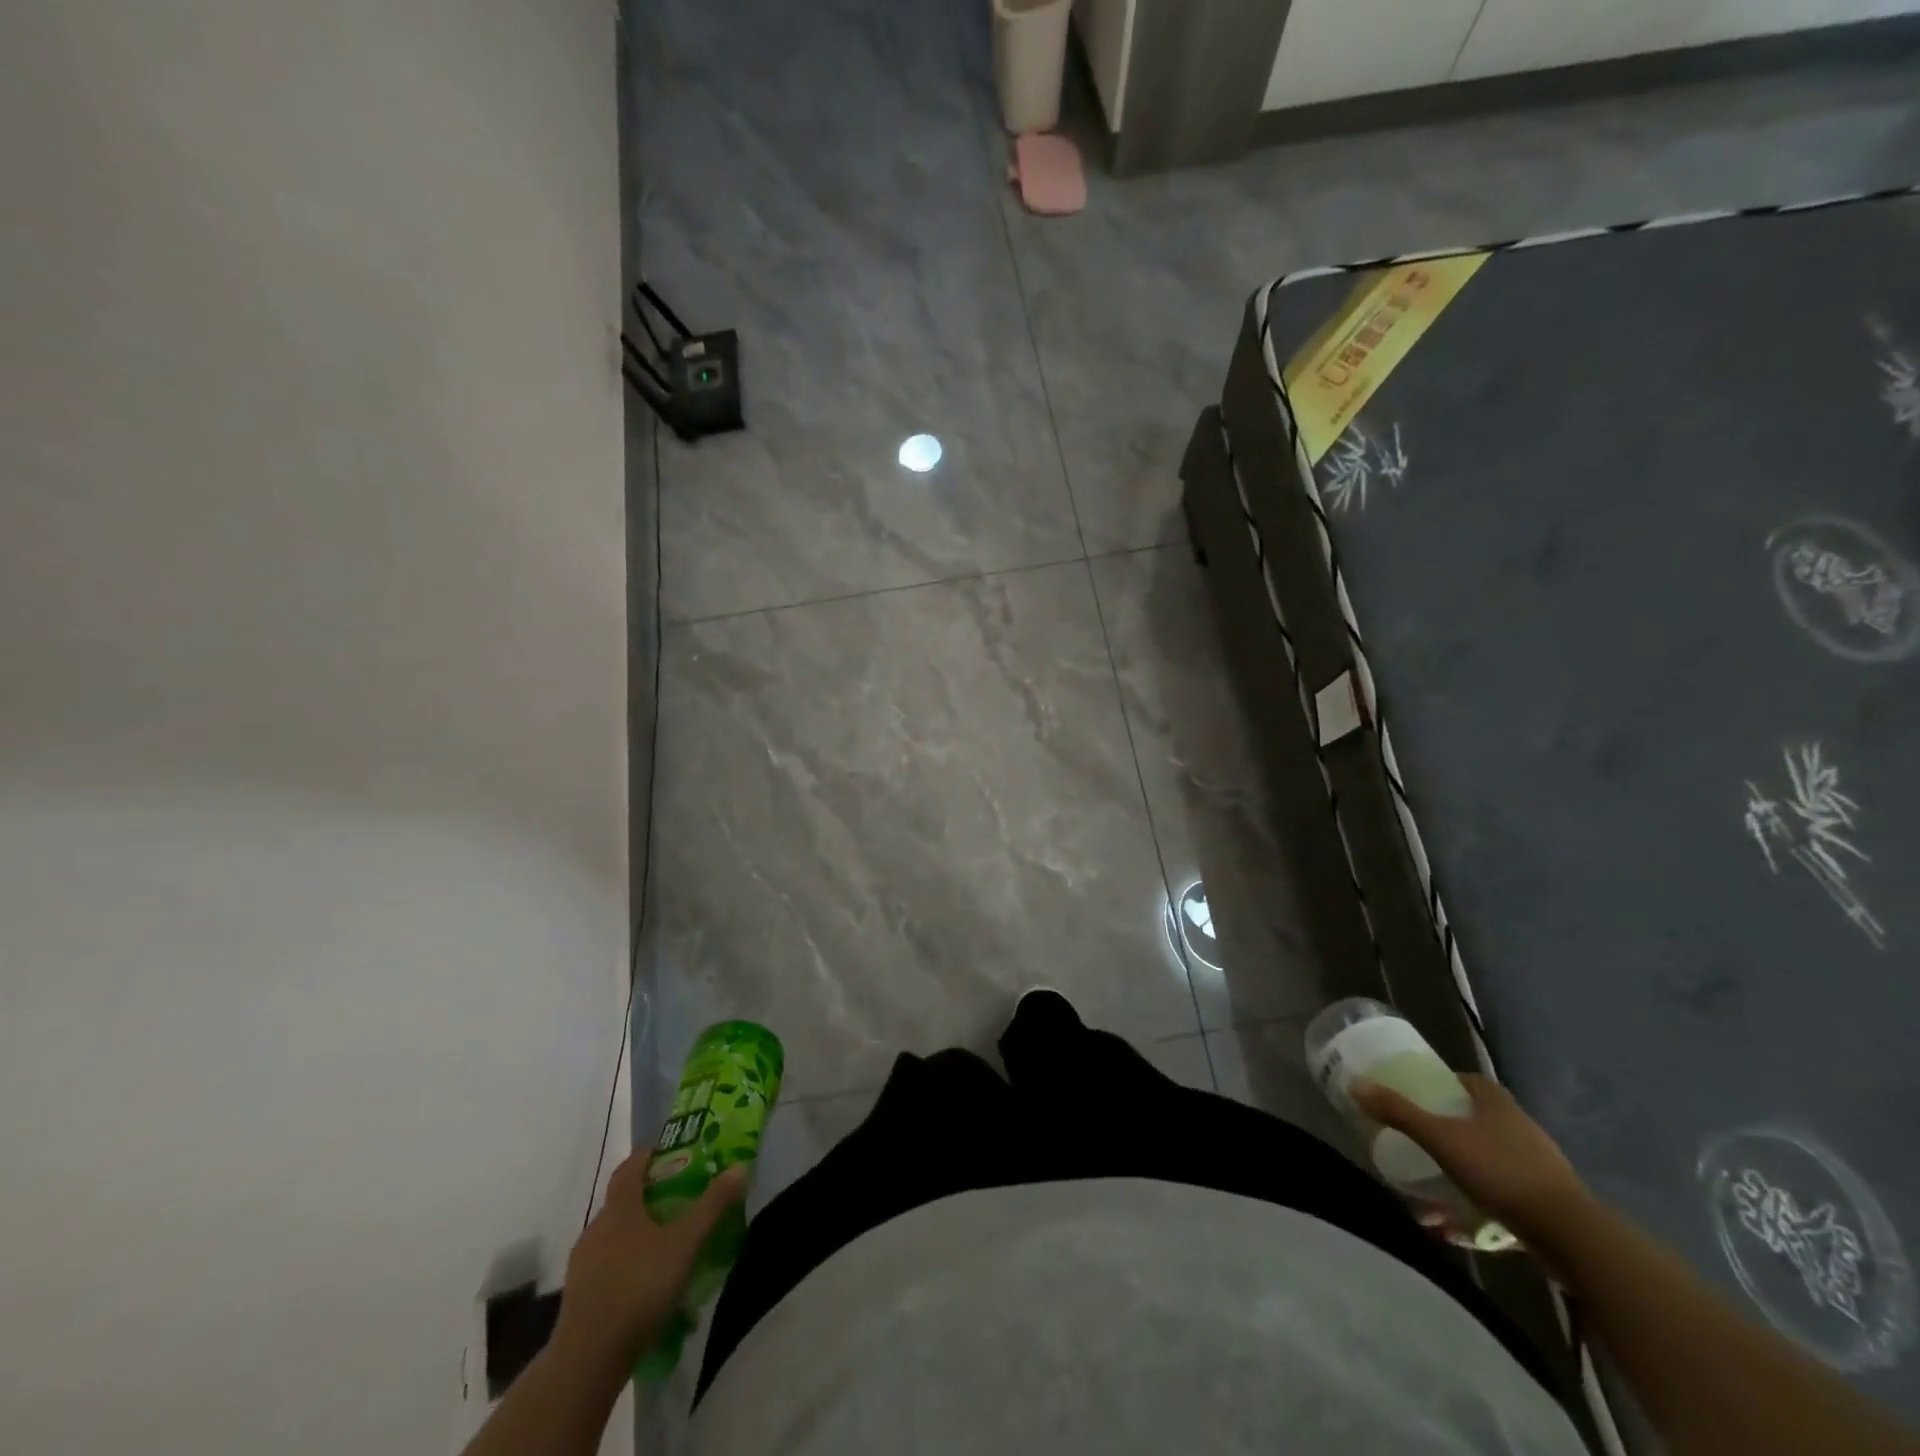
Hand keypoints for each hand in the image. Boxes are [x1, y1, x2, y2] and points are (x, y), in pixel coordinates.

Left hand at [552, 1151, 748, 1369]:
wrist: (587, 1360)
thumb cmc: (639, 1286)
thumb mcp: (685, 1244)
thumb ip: (712, 1205)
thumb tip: (739, 1168)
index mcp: (619, 1208)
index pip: (631, 1166)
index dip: (649, 1154)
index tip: (671, 1150)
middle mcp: (596, 1229)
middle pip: (623, 1202)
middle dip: (650, 1197)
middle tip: (680, 1200)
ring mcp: (583, 1265)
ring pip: (615, 1237)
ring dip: (639, 1236)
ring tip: (669, 1249)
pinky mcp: (579, 1298)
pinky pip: (608, 1269)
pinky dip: (628, 1268)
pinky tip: (649, 1289)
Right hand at [1351, 1073, 1588, 1244]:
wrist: (1571, 1236)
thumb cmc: (1501, 1172)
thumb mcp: (1441, 1138)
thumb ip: (1399, 1112)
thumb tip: (1355, 1084)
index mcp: (1496, 1103)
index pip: (1466, 1081)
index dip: (1441, 1084)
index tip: (1416, 1096)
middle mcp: (1519, 1128)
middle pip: (1475, 1121)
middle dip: (1445, 1133)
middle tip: (1416, 1143)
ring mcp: (1537, 1168)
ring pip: (1487, 1163)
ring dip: (1458, 1177)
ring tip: (1429, 1197)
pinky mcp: (1545, 1205)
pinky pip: (1501, 1199)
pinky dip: (1477, 1210)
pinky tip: (1456, 1230)